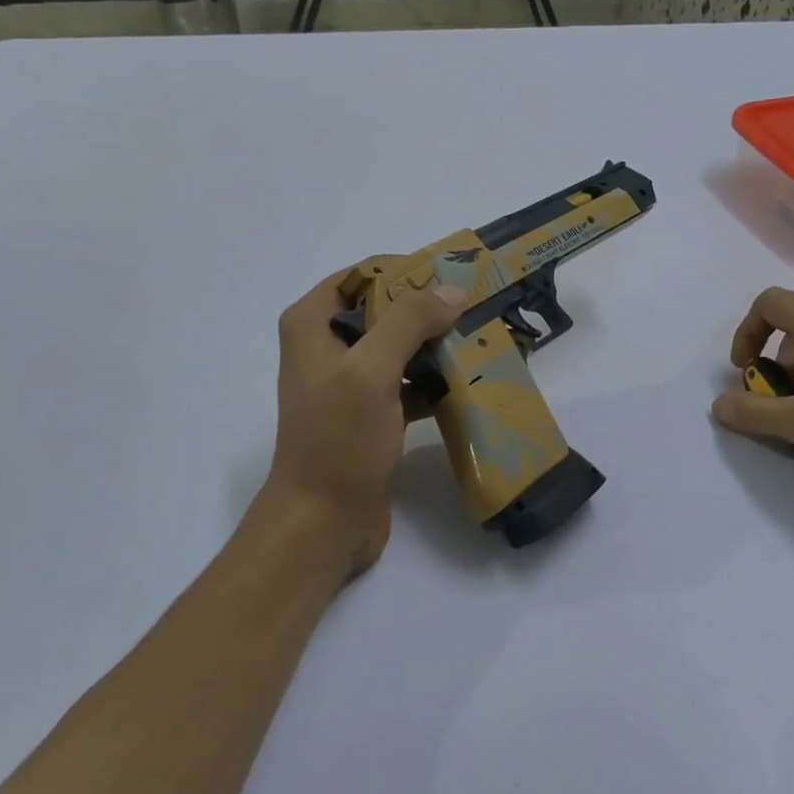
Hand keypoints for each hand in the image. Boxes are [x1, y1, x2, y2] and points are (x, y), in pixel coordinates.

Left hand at [245, 268, 466, 577]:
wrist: (324, 521)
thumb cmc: (339, 440)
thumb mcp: (370, 372)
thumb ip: (408, 323)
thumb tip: (451, 291)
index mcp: (312, 325)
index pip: (362, 275)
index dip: (406, 271)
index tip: (453, 277)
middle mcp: (327, 348)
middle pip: (385, 311)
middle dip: (429, 310)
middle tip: (476, 310)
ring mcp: (350, 384)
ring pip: (400, 349)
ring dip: (436, 346)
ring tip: (481, 342)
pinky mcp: (372, 415)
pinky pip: (408, 384)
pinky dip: (435, 381)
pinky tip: (468, 383)